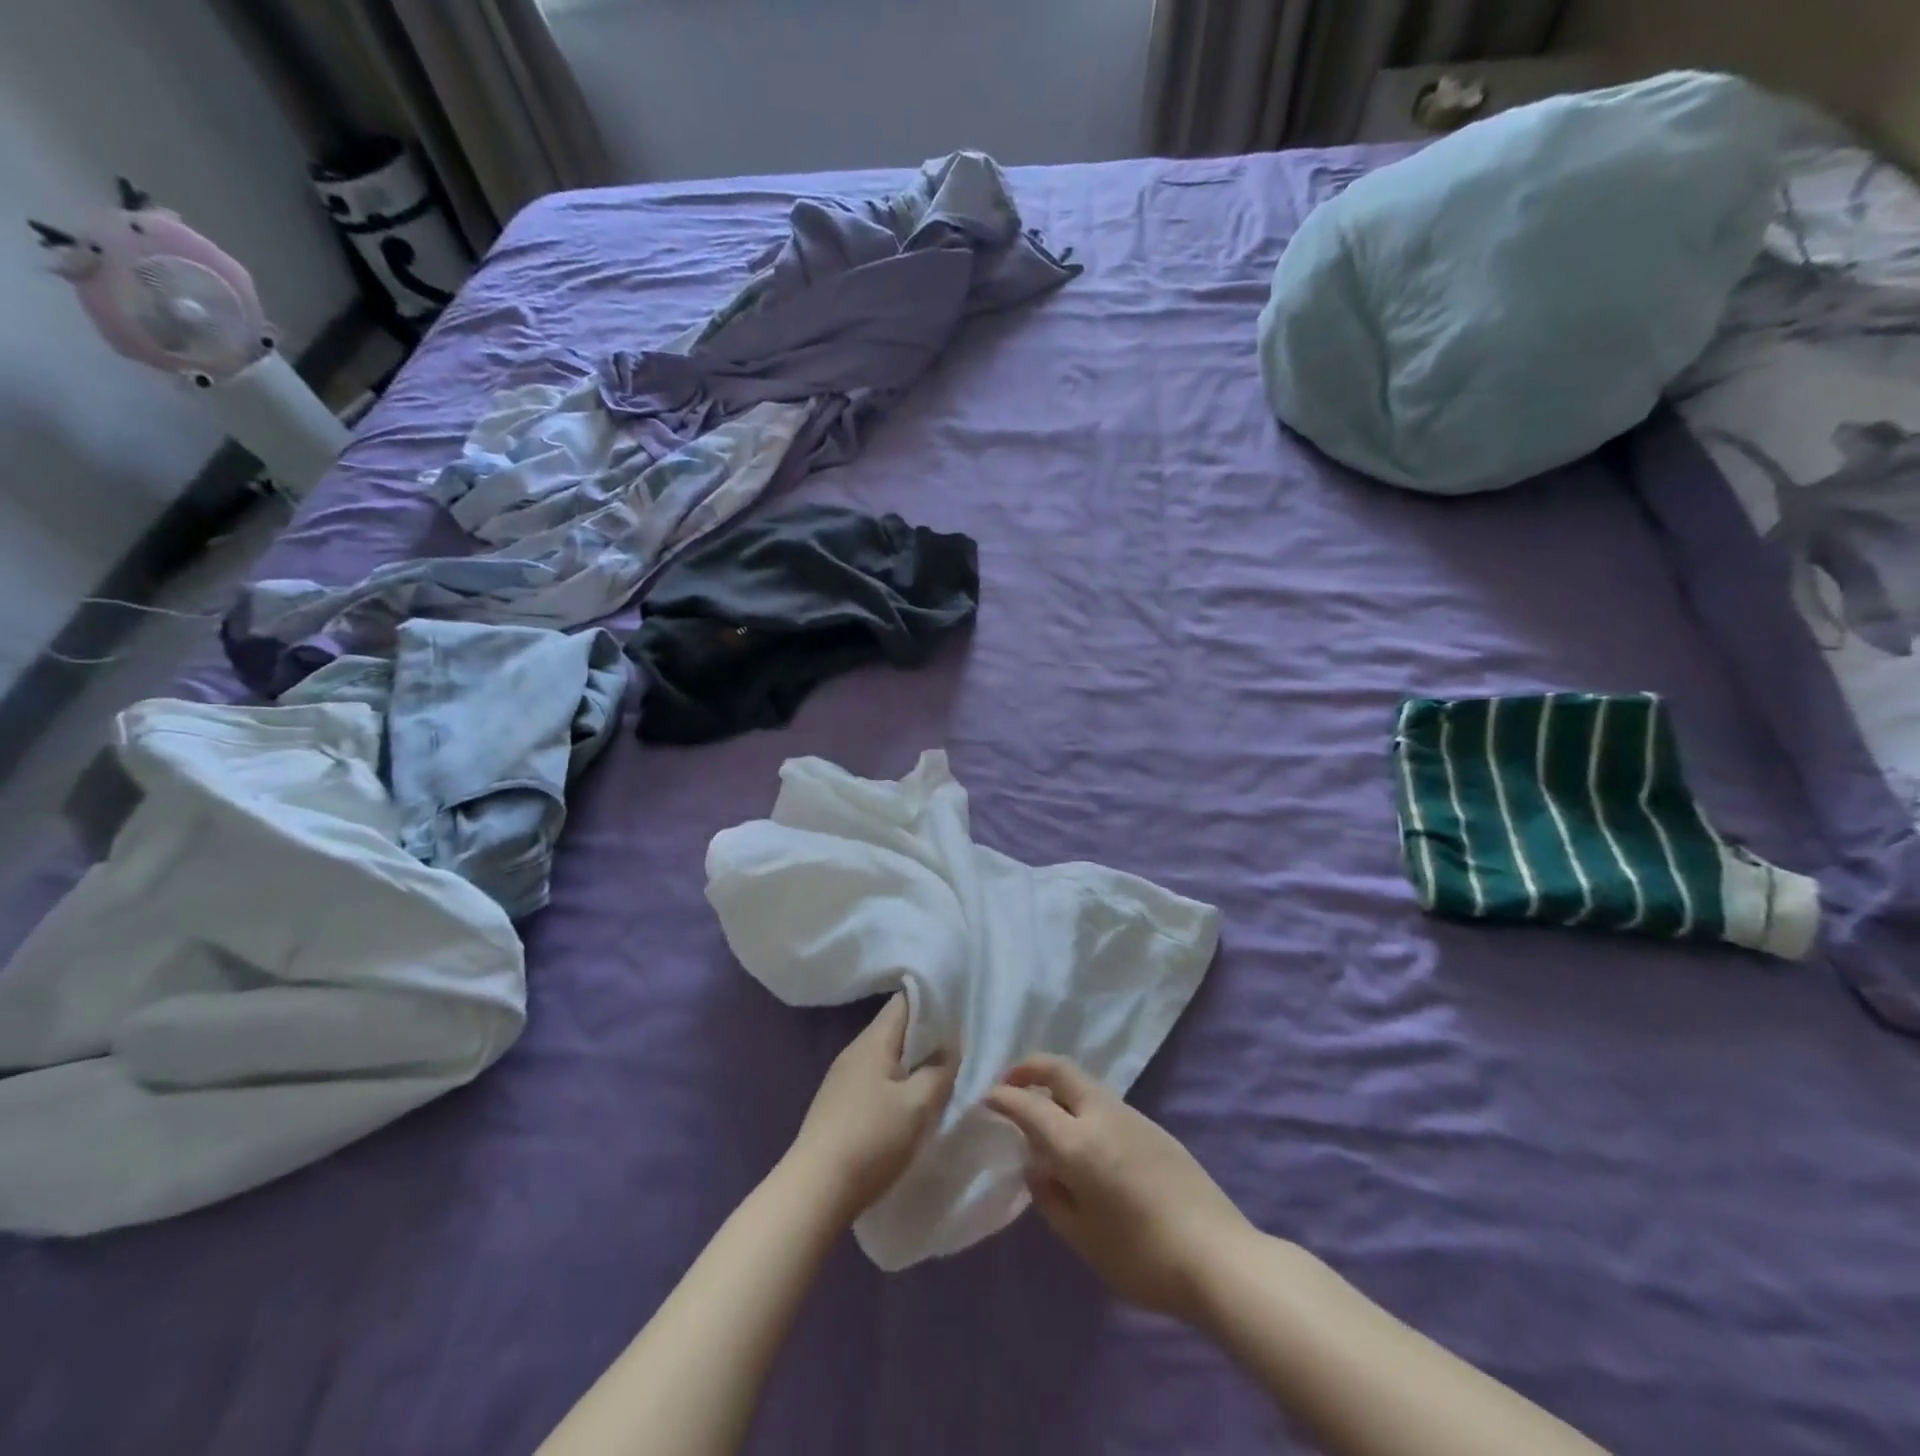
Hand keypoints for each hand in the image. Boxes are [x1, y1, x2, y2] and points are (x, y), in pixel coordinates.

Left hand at [786, 993, 955, 1224]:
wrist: (814, 1191)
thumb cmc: (871, 1139)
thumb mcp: (918, 1105)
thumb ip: (941, 1072)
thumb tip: (951, 1052)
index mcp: (873, 1040)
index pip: (906, 1000)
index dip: (935, 1000)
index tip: (962, 1010)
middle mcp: (855, 1051)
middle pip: (897, 1029)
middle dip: (929, 1036)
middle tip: (962, 1047)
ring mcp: (843, 1078)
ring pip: (888, 1057)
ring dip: (914, 1063)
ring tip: (944, 1076)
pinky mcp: (839, 1105)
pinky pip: (876, 1080)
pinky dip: (898, 1084)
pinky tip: (913, 1104)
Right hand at [986, 1055, 1251, 1322]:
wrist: (1217, 1257)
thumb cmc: (1141, 1257)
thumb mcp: (1083, 1237)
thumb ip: (1051, 1197)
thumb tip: (1038, 1168)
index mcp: (1077, 1142)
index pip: (1029, 1105)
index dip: (1003, 1098)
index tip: (986, 1097)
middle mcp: (1101, 1115)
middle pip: (1059, 1069)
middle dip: (1029, 1068)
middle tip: (1010, 1084)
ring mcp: (1131, 1116)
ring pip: (1083, 1083)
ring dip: (1057, 1086)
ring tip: (1045, 1116)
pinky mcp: (1152, 1127)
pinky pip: (1104, 1102)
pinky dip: (1081, 1104)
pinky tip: (1084, 1139)